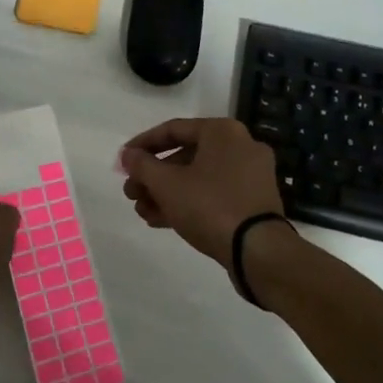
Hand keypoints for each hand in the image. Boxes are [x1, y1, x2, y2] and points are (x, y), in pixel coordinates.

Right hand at [119, 118, 286, 265]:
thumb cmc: (210, 206)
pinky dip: (188, 203)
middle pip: (184, 156)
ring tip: (142, 211)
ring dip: (166, 193)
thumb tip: (127, 155)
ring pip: (198, 178)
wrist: (259, 252)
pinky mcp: (254, 203)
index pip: (173, 129)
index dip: (142, 145)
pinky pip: (213, 195)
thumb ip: (142, 165)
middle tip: (131, 192)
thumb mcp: (167, 184)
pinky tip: (161, 220)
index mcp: (222, 132)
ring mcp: (250, 176)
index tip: (123, 162)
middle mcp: (240, 147)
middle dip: (153, 176)